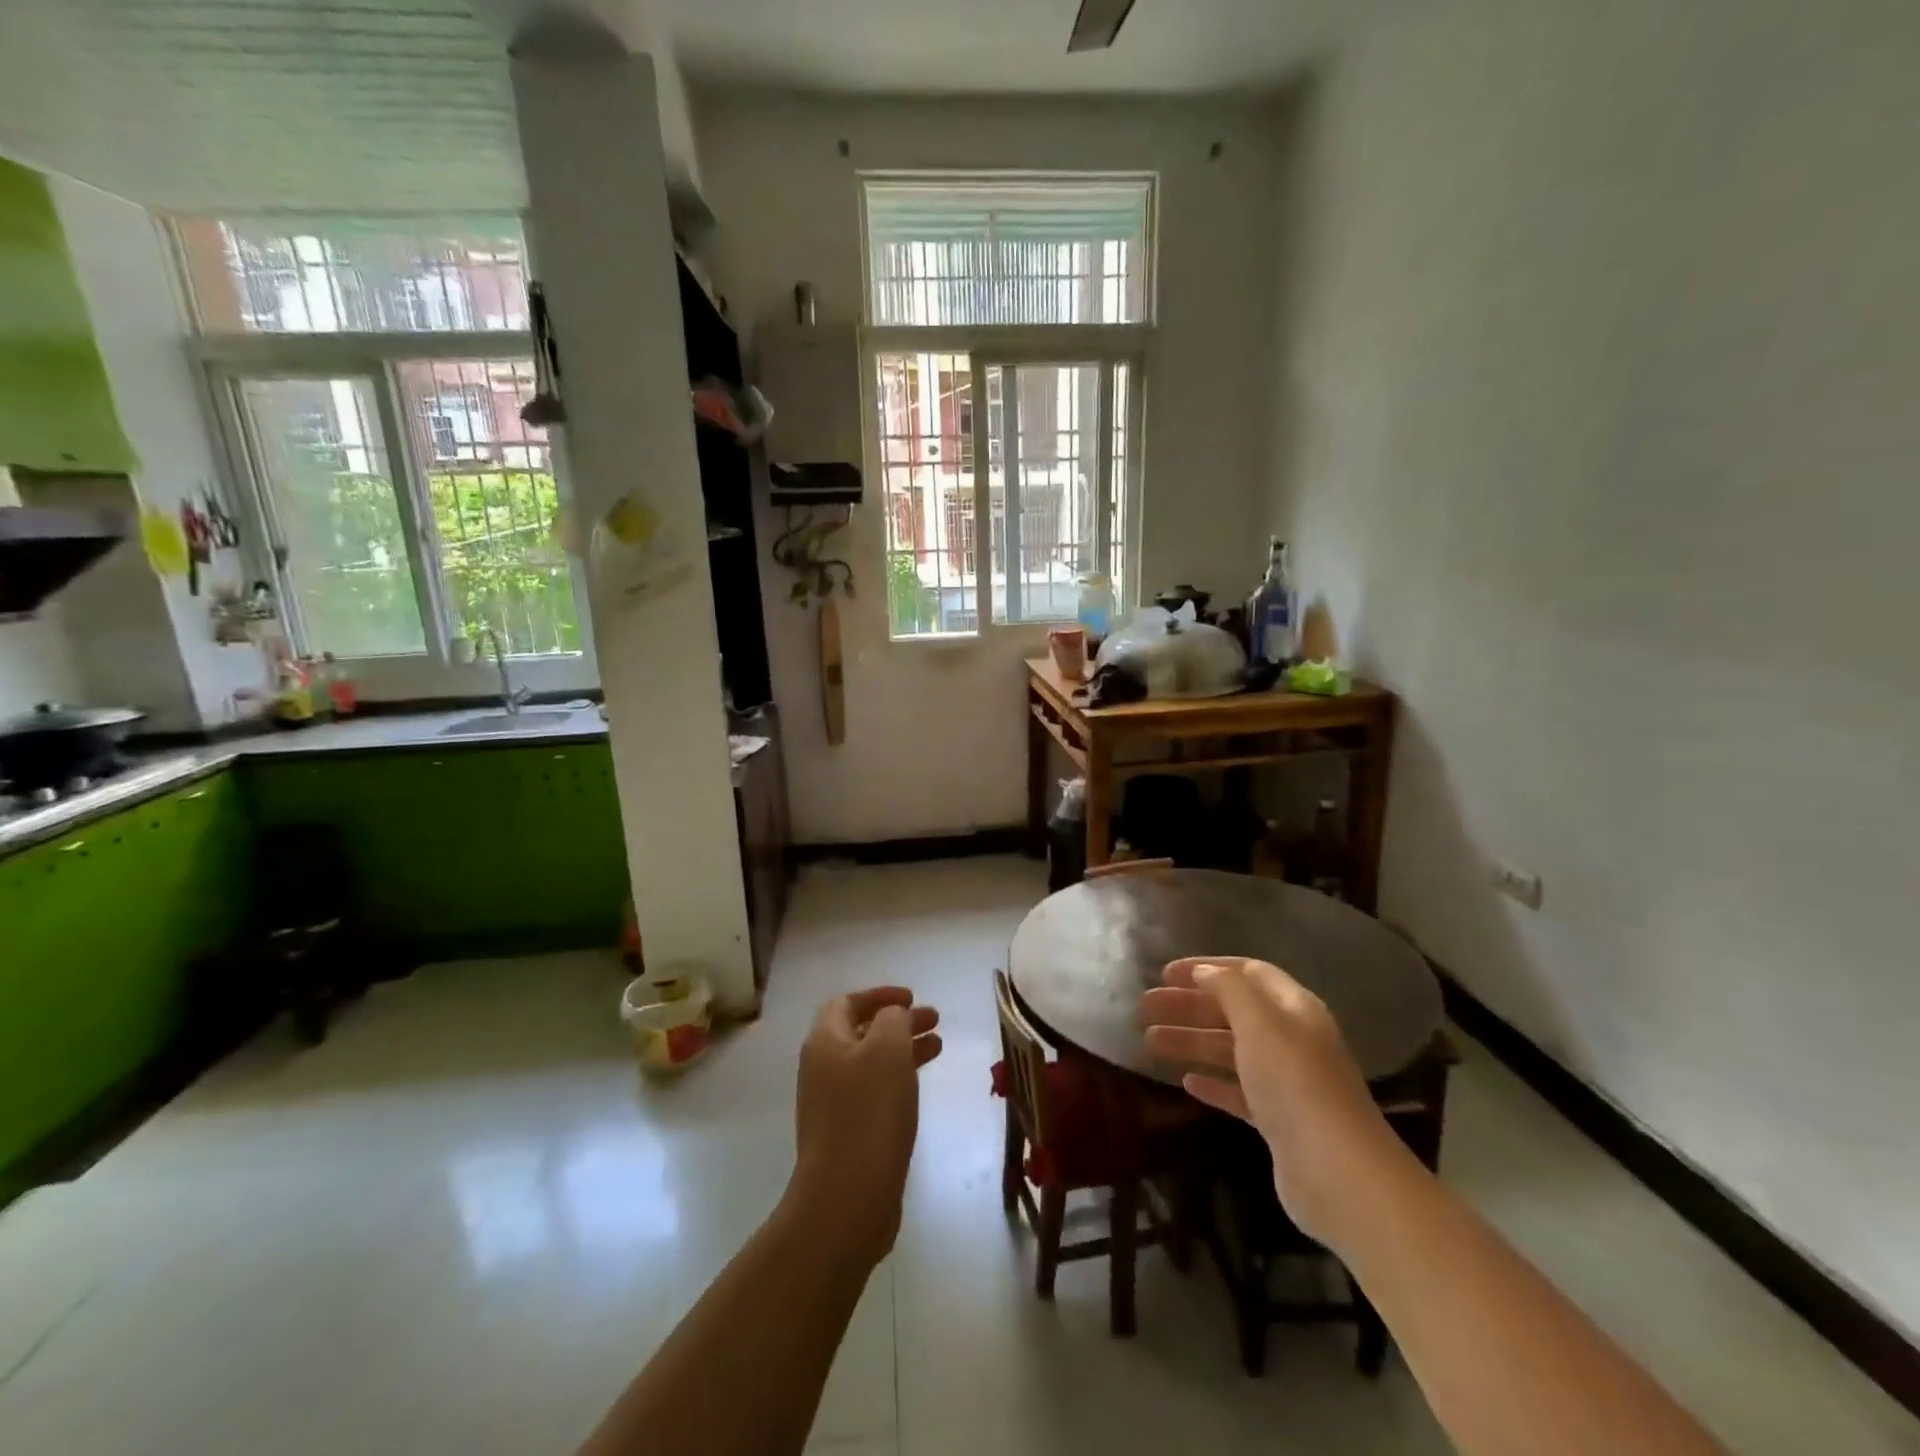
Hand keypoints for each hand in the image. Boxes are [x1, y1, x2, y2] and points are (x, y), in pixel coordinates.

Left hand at [788, 987, 941, 1265]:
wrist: (846, 1198)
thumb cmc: (868, 1113)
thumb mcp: (887, 1050)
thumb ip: (892, 1019)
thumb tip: (892, 1017)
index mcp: (824, 1042)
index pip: (847, 1002)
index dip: (880, 995)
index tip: (913, 998)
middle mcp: (822, 1068)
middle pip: (861, 1031)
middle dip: (898, 1022)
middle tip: (935, 1021)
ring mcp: (831, 1104)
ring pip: (870, 1062)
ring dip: (903, 1049)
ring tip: (938, 1047)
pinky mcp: (846, 1134)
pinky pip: (874, 1092)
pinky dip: (898, 1079)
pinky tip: (919, 1087)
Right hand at [1140, 957, 1402, 1243]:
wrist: (1337, 1173)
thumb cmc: (1294, 1083)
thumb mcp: (1259, 1022)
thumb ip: (1229, 989)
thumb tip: (1205, 973)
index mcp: (1293, 1008)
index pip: (1248, 972)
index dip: (1207, 968)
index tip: (1165, 973)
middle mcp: (1292, 1039)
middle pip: (1234, 1011)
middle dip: (1189, 1005)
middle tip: (1145, 1007)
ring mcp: (1287, 1082)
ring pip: (1231, 1050)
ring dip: (1192, 1041)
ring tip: (1149, 1041)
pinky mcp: (1279, 1121)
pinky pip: (1238, 1091)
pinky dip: (1213, 1082)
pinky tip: (1185, 1082)